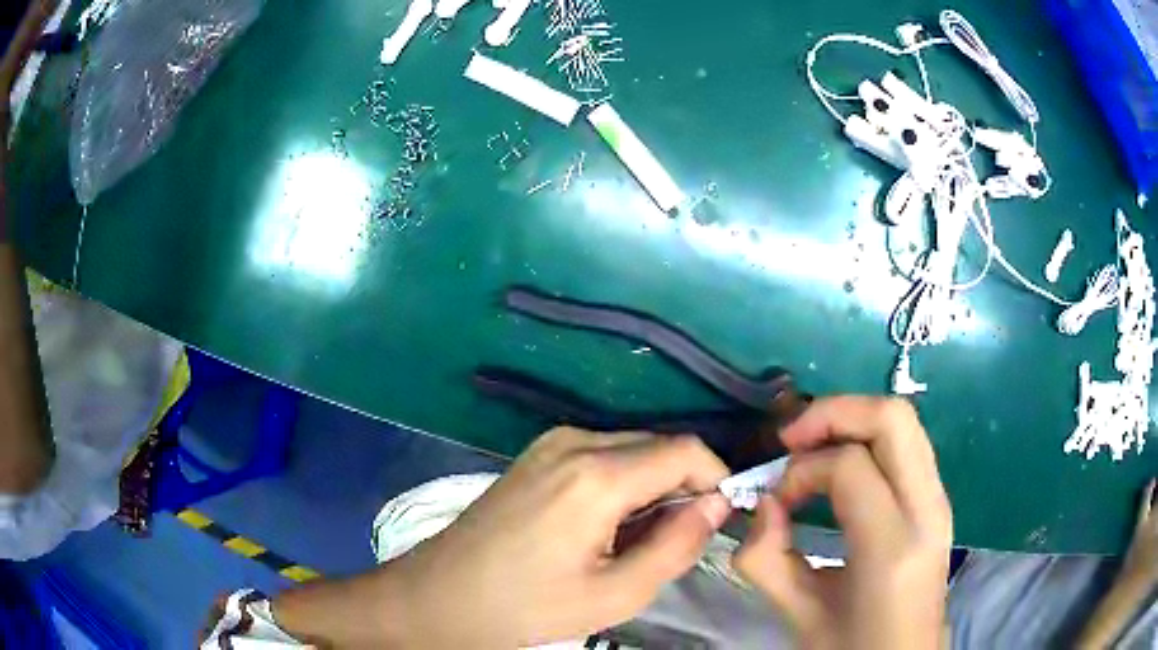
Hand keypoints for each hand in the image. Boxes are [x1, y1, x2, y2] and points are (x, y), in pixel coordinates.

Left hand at [273, 427, 731, 647]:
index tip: (719, 520)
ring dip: (652, 486)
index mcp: (596, 475)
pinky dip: (622, 482)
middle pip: (659, 446)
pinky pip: (601, 454)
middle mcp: (574, 441)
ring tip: (637, 540)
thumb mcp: (613, 595)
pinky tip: (605, 525)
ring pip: (632, 448)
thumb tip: (717, 505)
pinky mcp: (536, 453)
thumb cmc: (525, 607)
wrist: (440, 596)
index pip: (687, 451)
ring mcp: (550, 442)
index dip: (716, 479)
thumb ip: (676, 547)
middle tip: (677, 540)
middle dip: (684, 486)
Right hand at [734, 396, 952, 648]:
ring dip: (851, 421)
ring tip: (811, 448)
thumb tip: (762, 504)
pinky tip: (840, 468)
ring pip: (904, 421)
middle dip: (834, 413)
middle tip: (792, 441)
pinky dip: (868, 438)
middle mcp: (927, 511)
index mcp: (891, 549)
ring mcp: (939, 501)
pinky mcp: (938, 500)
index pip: (849, 466)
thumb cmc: (852, 648)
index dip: (802, 470)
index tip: (775, 500)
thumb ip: (766, 559)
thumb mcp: (800, 615)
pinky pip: (906, 444)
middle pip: (892, 418)